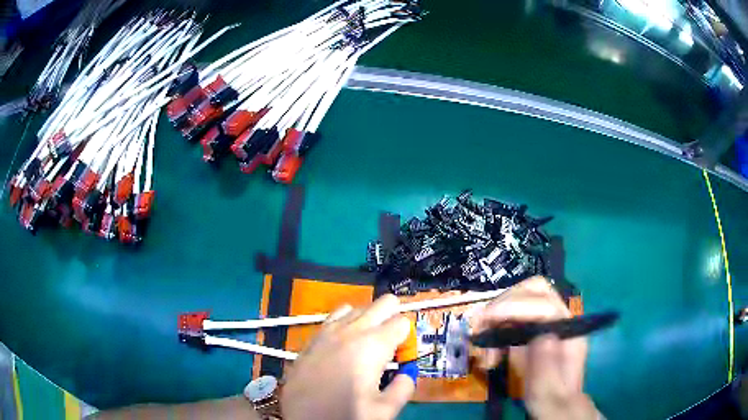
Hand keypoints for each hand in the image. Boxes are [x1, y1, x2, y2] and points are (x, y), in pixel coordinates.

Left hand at [281, 295, 414, 419]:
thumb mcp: (385, 411)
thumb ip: (404, 387)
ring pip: (358, 307)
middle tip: (390, 348)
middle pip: (384, 302)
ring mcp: (328, 331)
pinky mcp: (312, 338)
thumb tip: (407, 373)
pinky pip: (334, 317)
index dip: (408, 339)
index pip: (403, 321)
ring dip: (368, 320)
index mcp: (372, 346)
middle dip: (394, 319)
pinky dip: (346, 324)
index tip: (401, 358)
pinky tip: (343, 346)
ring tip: (367, 347)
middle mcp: (351, 330)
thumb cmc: (344, 416)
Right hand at [471, 277, 599, 419]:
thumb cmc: (552, 402)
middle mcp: (559, 320)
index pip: (545, 305)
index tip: (486, 319)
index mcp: (568, 332)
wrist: (555, 406)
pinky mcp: (532, 330)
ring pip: (520, 299)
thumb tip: (541, 334)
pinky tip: (490, 354)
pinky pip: (511, 317)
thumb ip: (548, 365)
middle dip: (505, 303)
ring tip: (484, 348)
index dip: (515, 306)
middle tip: (482, 325)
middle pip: (534, 291)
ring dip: (496, 317)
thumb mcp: (550, 392)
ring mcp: (545, 323)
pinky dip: (495, 328)